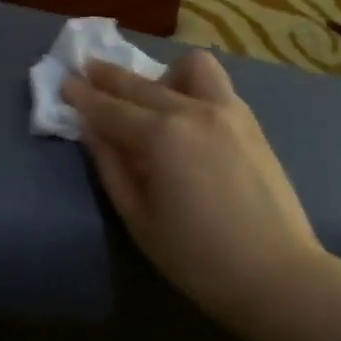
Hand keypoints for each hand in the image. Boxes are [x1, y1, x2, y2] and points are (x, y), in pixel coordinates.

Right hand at [61, 50, 321, 318]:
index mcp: (163, 136)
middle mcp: (195, 110)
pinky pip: (217, 86)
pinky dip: (193, 88)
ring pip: (192, 67)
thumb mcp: (140, 219)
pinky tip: (187, 115)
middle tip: (88, 71)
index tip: (64, 83)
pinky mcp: (251, 122)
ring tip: (153, 100)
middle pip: (143, 84)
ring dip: (164, 75)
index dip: (83, 97)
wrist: (276, 273)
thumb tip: (92, 131)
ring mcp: (229, 111)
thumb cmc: (198, 258)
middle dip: (110, 77)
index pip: (111, 109)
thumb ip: (112, 168)